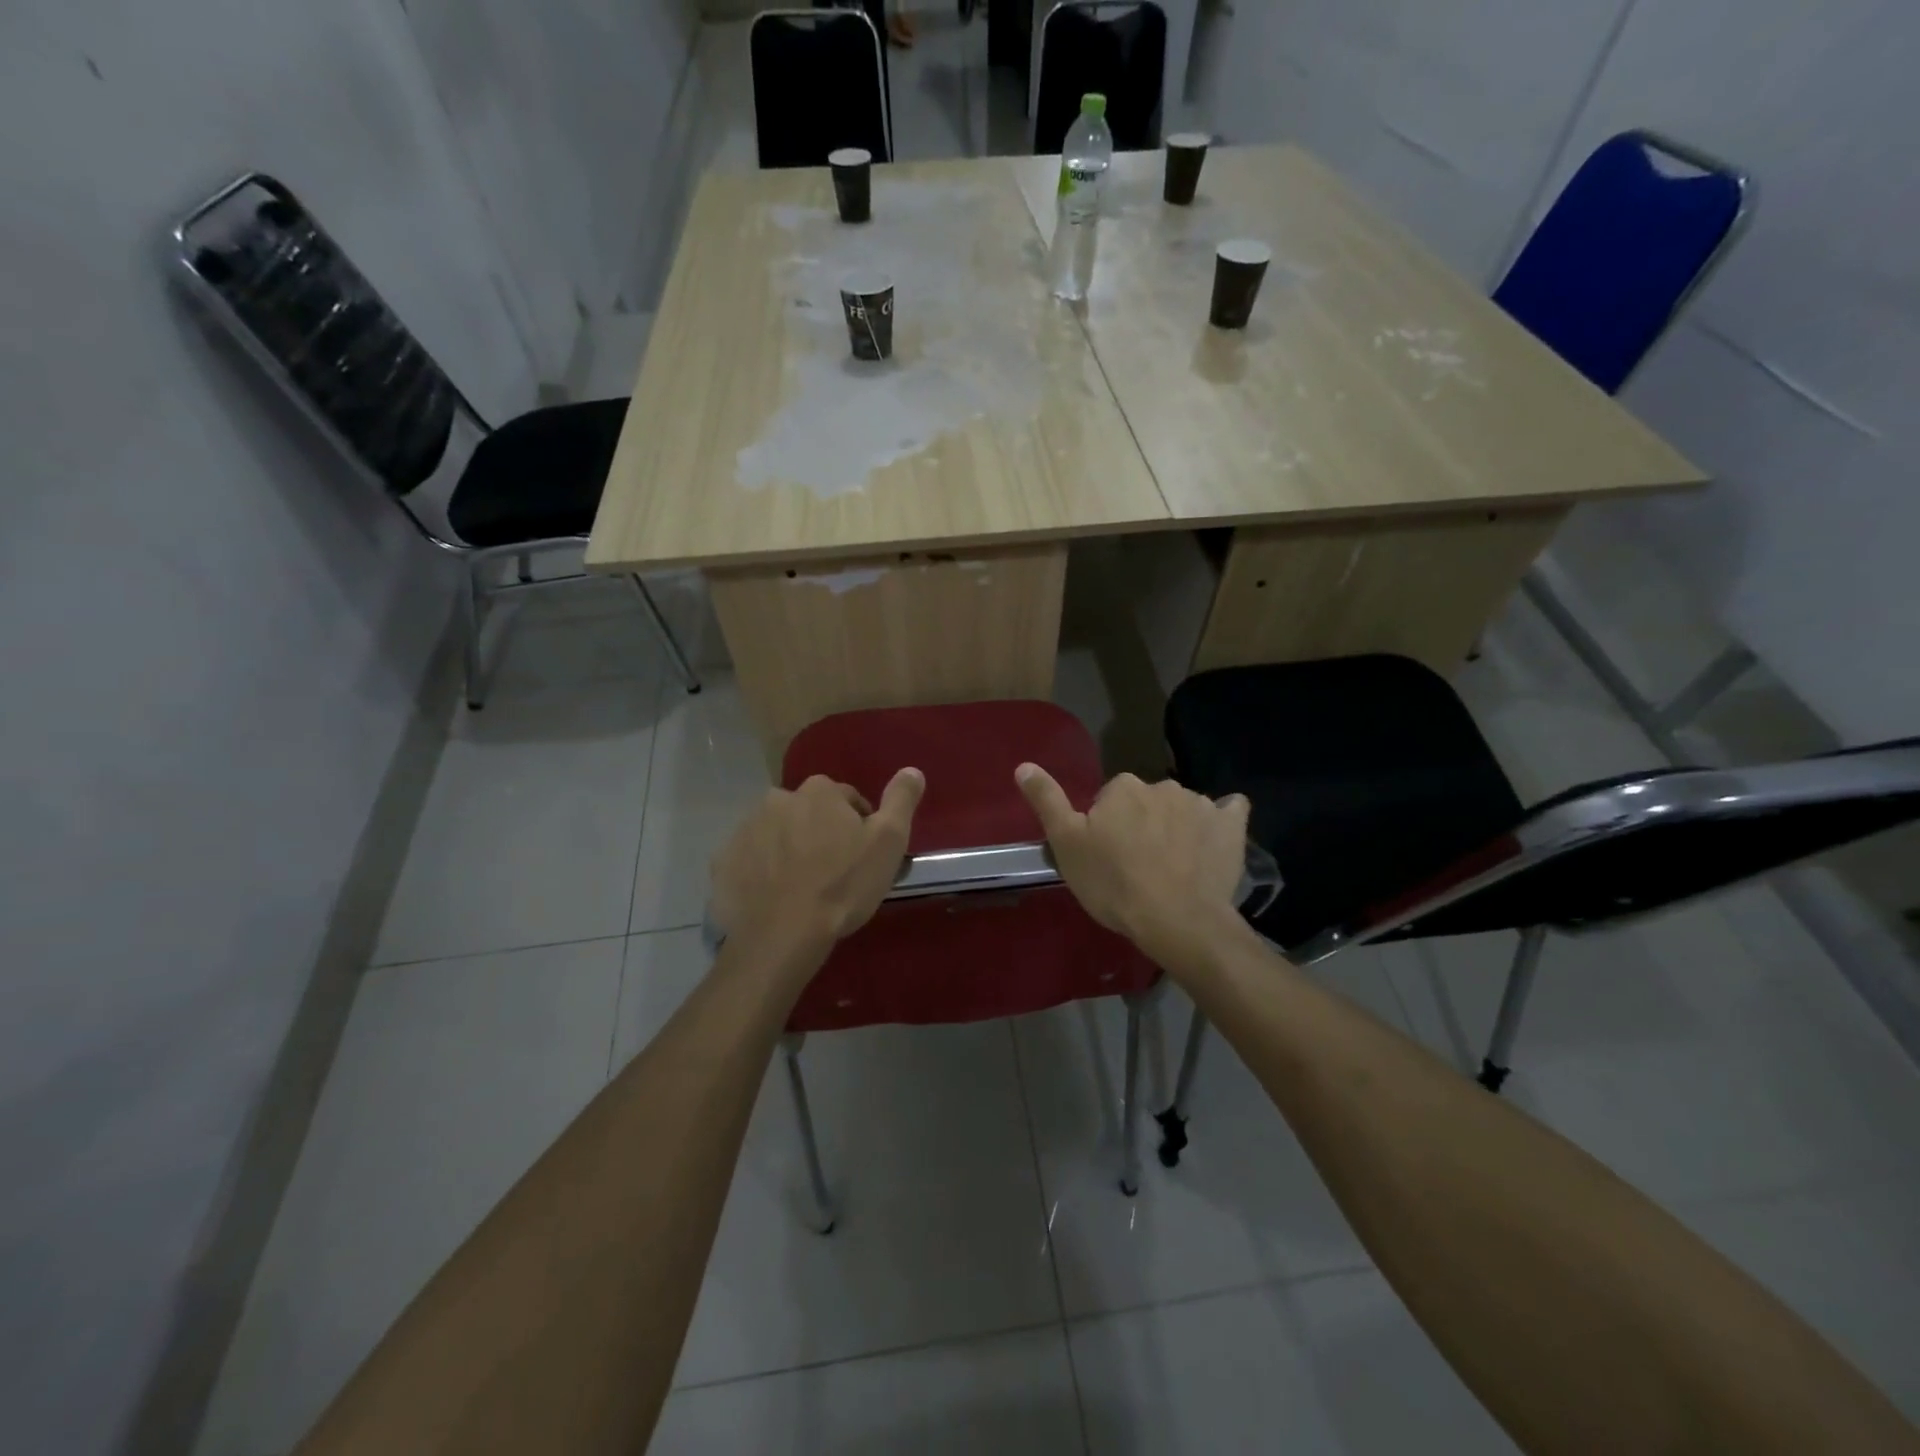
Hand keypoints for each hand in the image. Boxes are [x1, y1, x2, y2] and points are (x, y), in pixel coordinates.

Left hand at [710, 768, 924, 957]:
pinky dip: (760, 871)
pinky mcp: (723, 862)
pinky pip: (749, 860)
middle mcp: (777, 799)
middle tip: (833, 872)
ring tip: (802, 887)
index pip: (846, 799)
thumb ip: (900, 799)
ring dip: (789, 850)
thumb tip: (912, 769)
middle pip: (807, 813)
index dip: (858, 825)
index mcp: (818, 791)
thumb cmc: (843, 884)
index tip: (862, 855)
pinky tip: (774, 897)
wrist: (783, 934)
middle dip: (820, 833)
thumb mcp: (888, 841)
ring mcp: (745, 829)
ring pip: (777, 834)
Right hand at [1016, 765, 1247, 967]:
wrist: (1177, 921)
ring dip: (1176, 826)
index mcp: (1123, 787)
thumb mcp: (1066, 844)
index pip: (1110, 798)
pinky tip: (1214, 841)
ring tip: (1172, 867)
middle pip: (1147, 801)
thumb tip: (1023, 765)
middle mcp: (1163, 785)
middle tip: (1136, 864)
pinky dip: (1221, 822)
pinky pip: (1229, 812)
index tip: (1106, 855)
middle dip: (1142, 824)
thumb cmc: (1114, 883)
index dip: (1106, 826)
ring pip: (1182, 808)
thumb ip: (1047, 800)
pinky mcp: (1232, 826)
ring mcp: (1202, 804)